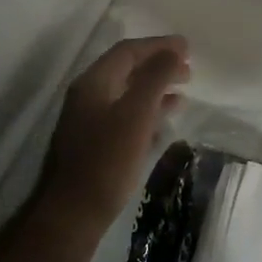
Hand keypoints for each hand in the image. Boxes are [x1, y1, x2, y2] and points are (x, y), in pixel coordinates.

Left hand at [32, 35, 190, 260]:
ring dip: (155, 90)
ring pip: (127, 94)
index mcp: (94, 82)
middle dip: (158, 66)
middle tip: (189, 70)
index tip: (188, 47)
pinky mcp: (94, 144)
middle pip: (127, 70)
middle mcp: (88, 96)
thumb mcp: (136, 115)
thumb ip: (155, 78)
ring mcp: (88, 121)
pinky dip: (146, 113)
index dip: (159, 45)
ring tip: (183, 94)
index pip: (128, 51)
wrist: (72, 216)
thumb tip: (173, 50)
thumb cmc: (106, 162)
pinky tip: (164, 124)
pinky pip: (124, 117)